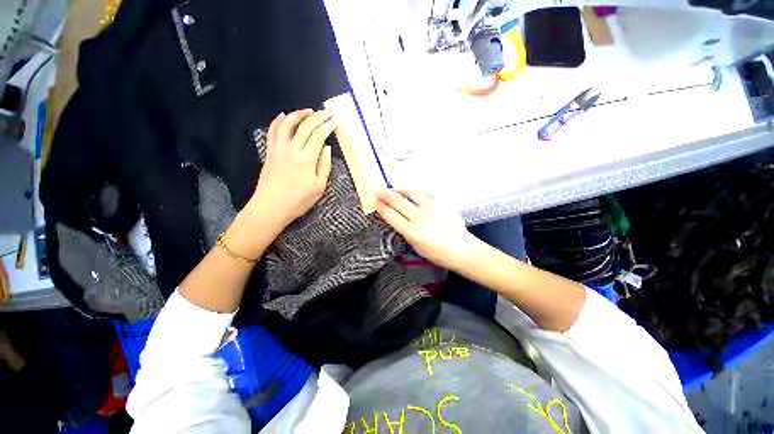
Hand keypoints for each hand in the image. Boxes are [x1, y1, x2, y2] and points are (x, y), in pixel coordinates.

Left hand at [247, 109, 335, 227]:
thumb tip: (327, 148)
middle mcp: (292, 149)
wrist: (270, 207)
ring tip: (308, 111)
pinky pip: (272, 132)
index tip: (335, 120)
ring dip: (298, 114)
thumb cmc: (298, 200)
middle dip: (317, 116)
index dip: (328, 125)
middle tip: (327, 113)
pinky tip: (283, 115)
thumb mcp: (319, 187)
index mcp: (307, 158)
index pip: (319, 135)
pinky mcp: (270, 152)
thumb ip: (324, 166)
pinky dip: (278, 121)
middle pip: (305, 126)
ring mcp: (278, 149)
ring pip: (287, 124)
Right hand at [375, 189, 477, 269]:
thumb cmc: (438, 254)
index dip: (381, 207)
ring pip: (412, 191)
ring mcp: (432, 208)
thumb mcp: (416, 246)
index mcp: (413, 232)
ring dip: (400, 189)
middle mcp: (421, 217)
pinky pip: (424, 194)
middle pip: (398, 200)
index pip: (391, 215)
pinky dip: (414, 193)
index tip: (375, 202)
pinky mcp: (441, 203)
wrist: (462, 249)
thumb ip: (406, 231)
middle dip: (385, 194)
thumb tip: (397, 218)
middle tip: (378, 191)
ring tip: (395, 190)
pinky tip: (411, 194)